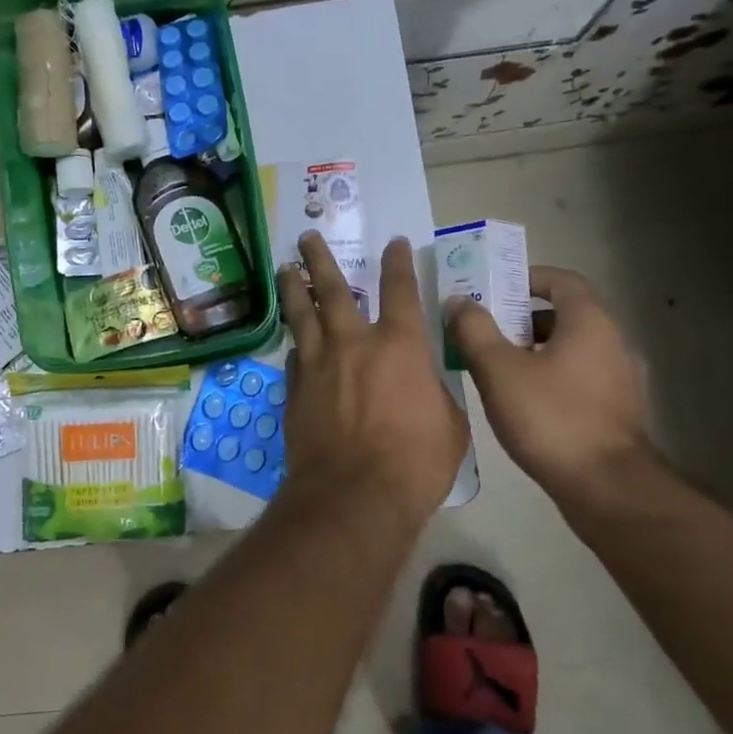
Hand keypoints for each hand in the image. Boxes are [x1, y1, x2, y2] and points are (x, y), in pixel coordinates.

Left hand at [278, 233, 469, 525]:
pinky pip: (295, 355)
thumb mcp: (449, 424)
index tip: (393, 242)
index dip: (398, 262)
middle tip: (306, 238)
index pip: (400, 289)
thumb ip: (433, 391)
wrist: (354, 495)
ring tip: (284, 269)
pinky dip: (296, 342)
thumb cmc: (415, 462)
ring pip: (301, 315)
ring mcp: (318, 364)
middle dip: (318, 259)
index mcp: (399, 345)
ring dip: (292, 289)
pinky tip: (294, 339)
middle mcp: (353, 343)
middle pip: (332, 288)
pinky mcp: (295, 389)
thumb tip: (422, 382)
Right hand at [447, 266, 651, 497]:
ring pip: (570, 349)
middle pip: (564, 315)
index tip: (494, 289)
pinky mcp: (617, 411)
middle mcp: (613, 343)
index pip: (562, 280)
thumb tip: (459, 301)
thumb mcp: (498, 369)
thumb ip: (474, 329)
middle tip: (483, 329)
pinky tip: (521, 401)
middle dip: (521, 318)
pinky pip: (579, 377)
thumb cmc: (550, 417)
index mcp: (589, 323)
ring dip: (533, 350)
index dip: (527, 278)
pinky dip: (550, 376)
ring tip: (495, 367)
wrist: (606, 487)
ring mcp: (620, 380)